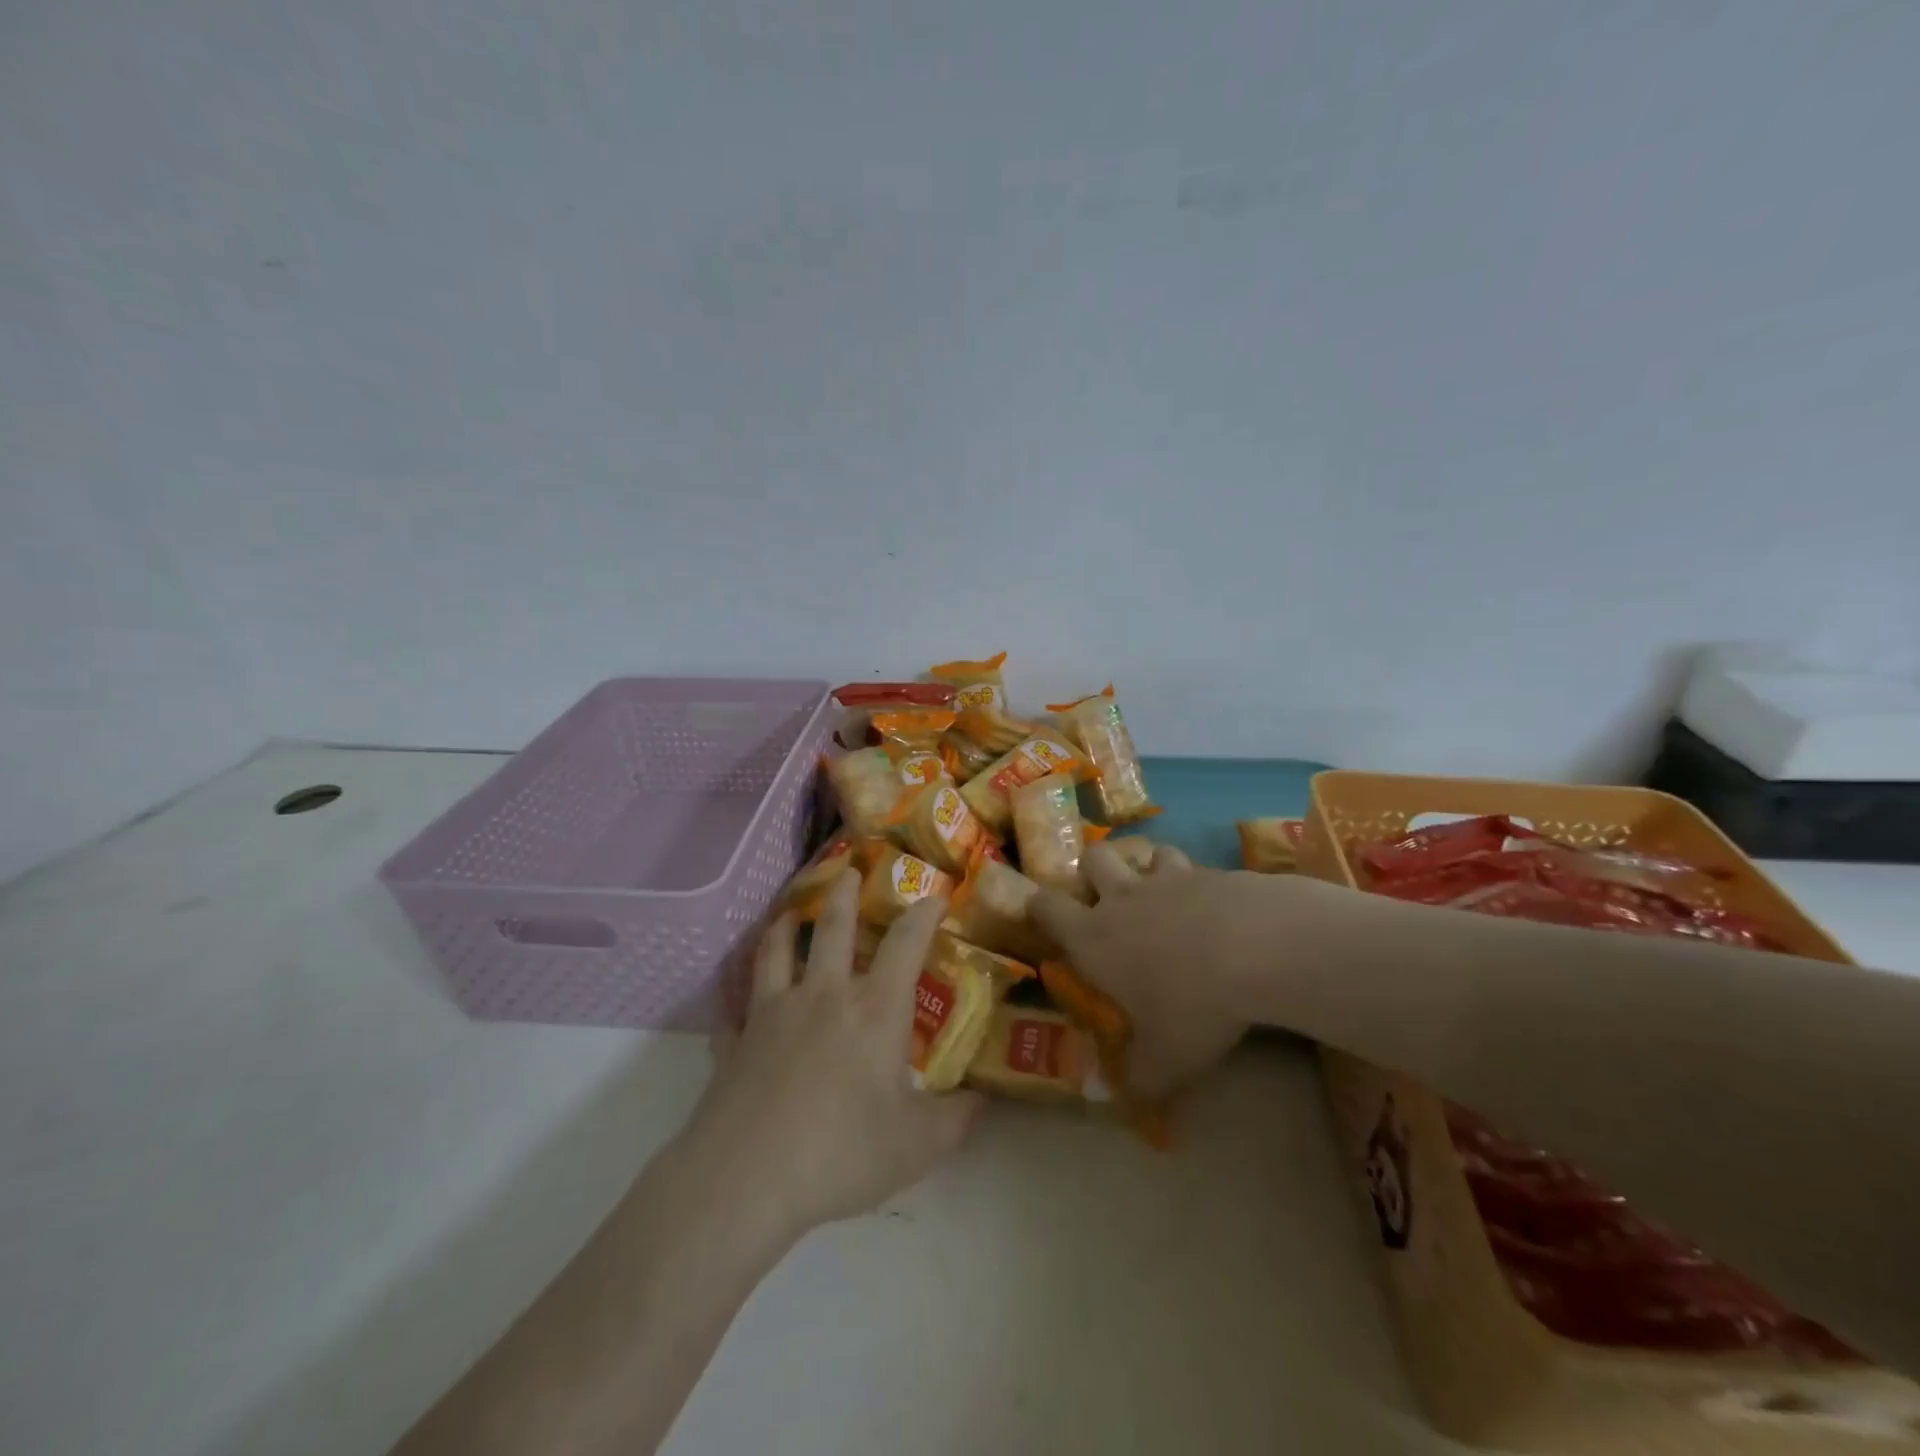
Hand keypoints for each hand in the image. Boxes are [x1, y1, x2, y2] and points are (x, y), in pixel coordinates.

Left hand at [691, 869, 983, 1239]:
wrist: (747, 1178)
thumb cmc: (842, 1152)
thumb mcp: (917, 1145)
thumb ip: (957, 1119)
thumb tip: (985, 1100)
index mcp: (875, 1009)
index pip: (906, 943)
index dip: (924, 914)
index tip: (935, 896)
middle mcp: (824, 994)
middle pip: (835, 927)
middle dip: (846, 894)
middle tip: (849, 870)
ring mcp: (773, 1012)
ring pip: (778, 951)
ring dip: (786, 925)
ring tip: (790, 912)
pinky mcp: (736, 1040)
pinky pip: (735, 1006)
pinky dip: (736, 995)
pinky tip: (736, 998)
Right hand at [1029, 843, 1274, 1097]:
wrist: (1256, 948)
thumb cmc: (1192, 1004)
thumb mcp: (1166, 1060)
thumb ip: (1141, 1078)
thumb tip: (1126, 1098)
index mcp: (1093, 937)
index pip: (1045, 907)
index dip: (1038, 906)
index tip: (1043, 915)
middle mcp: (1121, 898)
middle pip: (1092, 859)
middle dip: (1094, 871)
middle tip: (1108, 898)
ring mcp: (1165, 878)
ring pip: (1145, 854)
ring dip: (1149, 869)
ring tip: (1166, 895)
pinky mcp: (1208, 870)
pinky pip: (1192, 866)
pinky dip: (1196, 881)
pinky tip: (1215, 906)